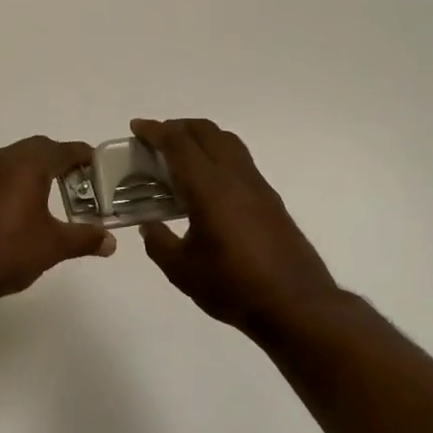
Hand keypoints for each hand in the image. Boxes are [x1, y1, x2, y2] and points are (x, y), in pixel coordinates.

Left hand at [0, 127, 115, 308]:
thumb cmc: (6, 253)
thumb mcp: (51, 247)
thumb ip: (83, 239)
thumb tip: (111, 241)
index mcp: (30, 166)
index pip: (64, 151)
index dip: (83, 156)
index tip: (96, 164)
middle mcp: (4, 157)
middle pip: (38, 148)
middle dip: (58, 158)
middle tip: (75, 180)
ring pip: (10, 152)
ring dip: (29, 160)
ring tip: (42, 177)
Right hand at [131, 117, 343, 339]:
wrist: (296, 305)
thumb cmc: (233, 286)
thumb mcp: (182, 270)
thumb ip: (158, 243)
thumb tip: (149, 226)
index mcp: (208, 187)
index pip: (178, 143)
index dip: (155, 130)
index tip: (136, 127)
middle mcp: (234, 176)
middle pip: (206, 131)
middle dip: (178, 127)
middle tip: (156, 139)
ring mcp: (257, 185)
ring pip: (227, 141)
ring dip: (201, 137)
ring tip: (181, 154)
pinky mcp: (270, 198)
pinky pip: (239, 159)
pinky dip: (217, 154)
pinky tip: (208, 182)